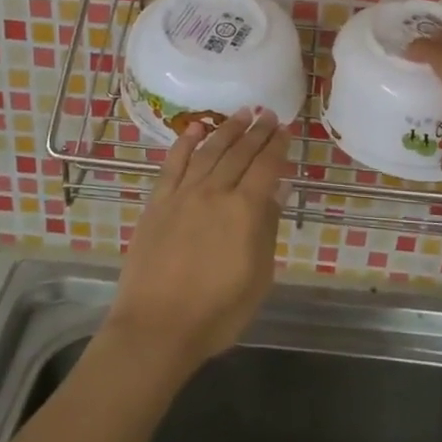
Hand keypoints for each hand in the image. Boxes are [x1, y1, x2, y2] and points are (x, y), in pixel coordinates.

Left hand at [102, 108, 291, 378]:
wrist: (156, 328)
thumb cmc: (217, 312)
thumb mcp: (258, 276)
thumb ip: (267, 227)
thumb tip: (278, 190)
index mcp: (244, 210)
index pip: (266, 166)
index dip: (277, 145)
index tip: (285, 129)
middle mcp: (214, 192)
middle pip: (239, 153)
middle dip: (256, 131)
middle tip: (267, 113)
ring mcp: (183, 195)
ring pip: (209, 151)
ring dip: (227, 129)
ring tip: (242, 113)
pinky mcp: (158, 203)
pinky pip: (173, 164)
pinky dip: (186, 143)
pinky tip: (196, 129)